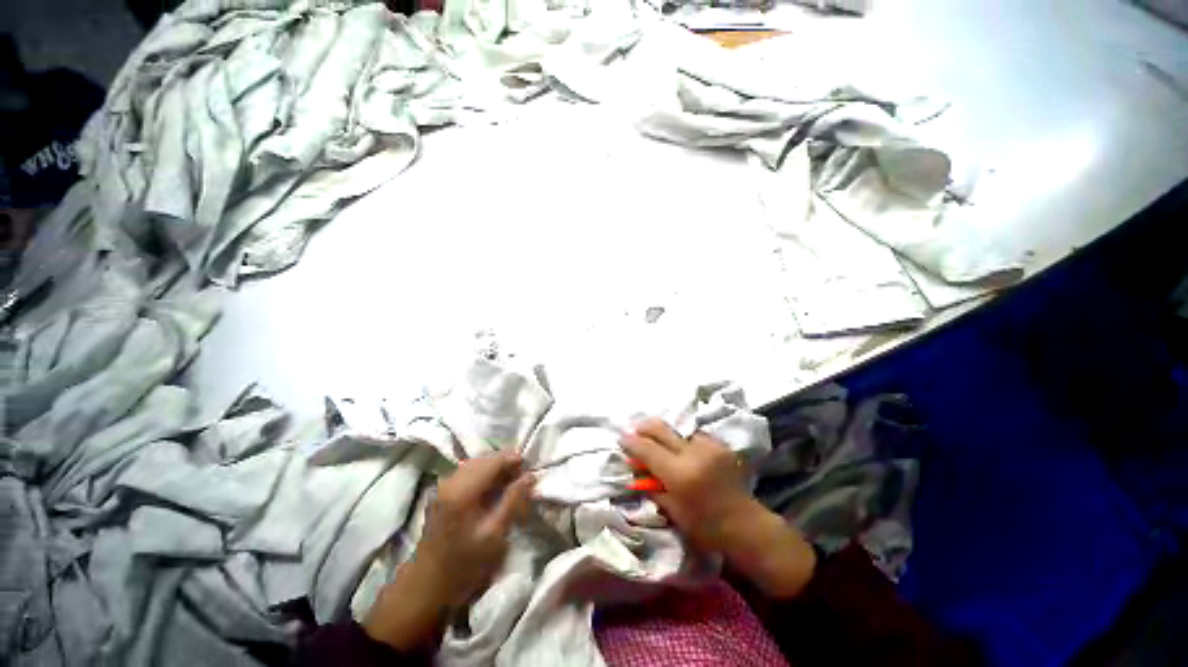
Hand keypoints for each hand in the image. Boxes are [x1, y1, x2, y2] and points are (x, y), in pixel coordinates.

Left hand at [364, 451, 533, 650]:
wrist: (426, 588)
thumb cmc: (463, 565)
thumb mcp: (494, 534)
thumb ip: (513, 500)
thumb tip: (530, 476)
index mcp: (462, 490)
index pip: (493, 460)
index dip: (514, 459)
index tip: (531, 468)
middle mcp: (450, 481)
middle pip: (484, 459)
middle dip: (505, 463)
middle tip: (523, 477)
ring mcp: (443, 487)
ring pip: (476, 464)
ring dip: (495, 469)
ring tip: (511, 483)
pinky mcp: (441, 495)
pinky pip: (468, 474)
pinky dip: (484, 476)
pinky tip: (493, 490)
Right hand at [621, 419, 815, 598]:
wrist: (745, 524)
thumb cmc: (705, 526)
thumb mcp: (672, 509)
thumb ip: (652, 486)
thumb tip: (634, 471)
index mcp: (679, 473)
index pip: (647, 449)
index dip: (631, 442)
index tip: (621, 438)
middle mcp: (692, 453)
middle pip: (661, 429)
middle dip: (644, 427)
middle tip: (635, 430)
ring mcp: (708, 446)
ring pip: (678, 429)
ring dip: (665, 433)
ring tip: (658, 438)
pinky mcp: (720, 445)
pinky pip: (694, 435)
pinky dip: (683, 439)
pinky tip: (682, 447)